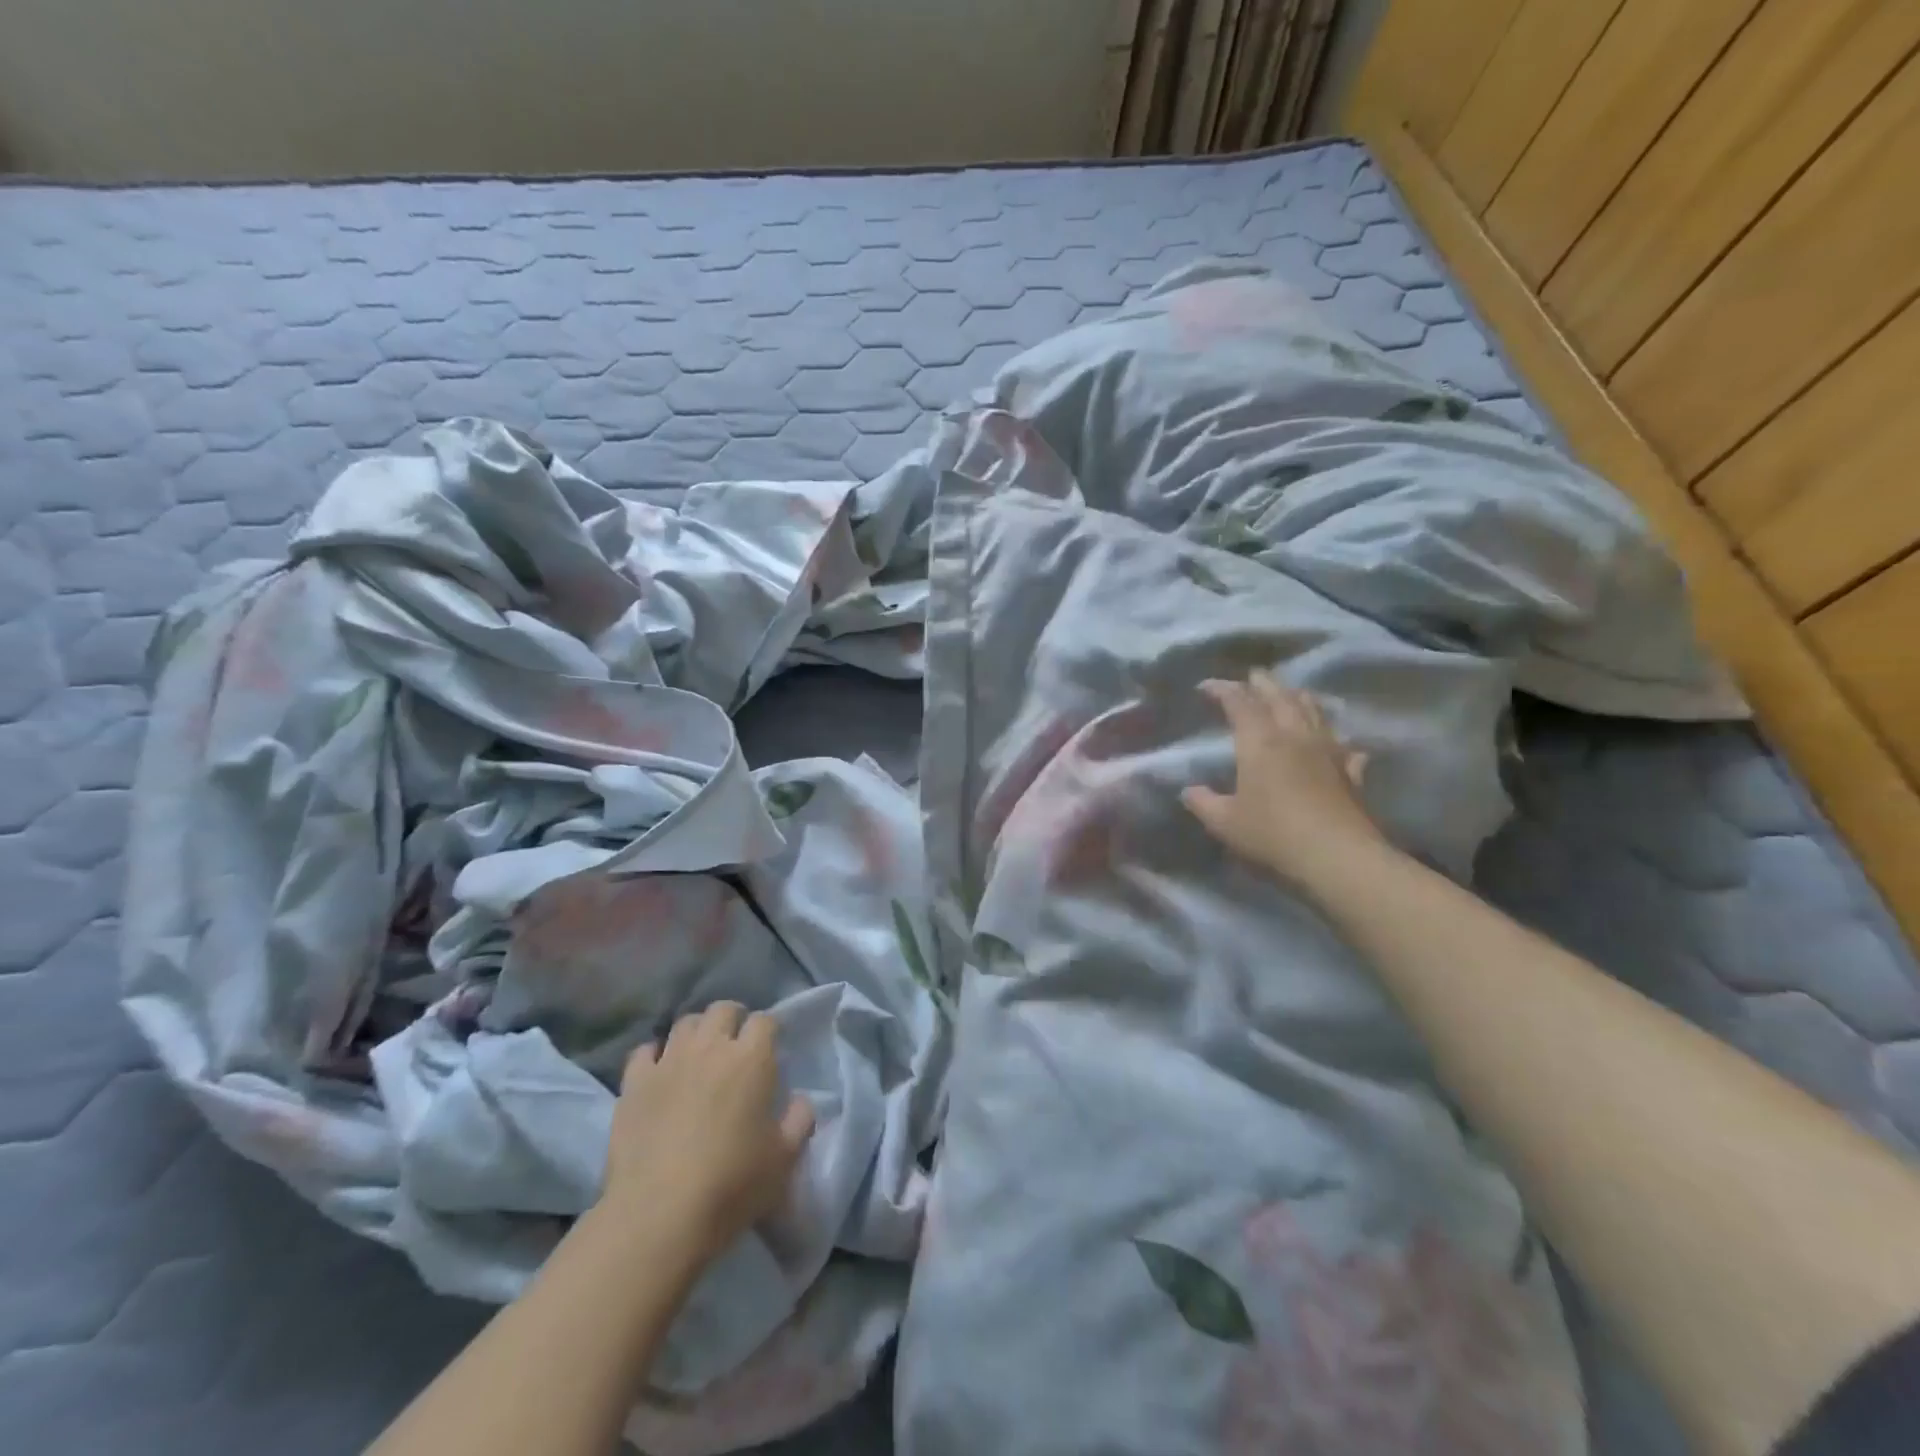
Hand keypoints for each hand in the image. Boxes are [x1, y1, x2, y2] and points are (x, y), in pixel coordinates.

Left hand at [604, 1002, 814, 1255]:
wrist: (659, 1215)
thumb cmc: (732, 1185)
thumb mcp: (785, 1159)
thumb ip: (800, 1120)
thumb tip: (799, 1100)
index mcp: (752, 1059)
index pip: (765, 1021)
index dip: (769, 1032)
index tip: (770, 1051)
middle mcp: (710, 1048)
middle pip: (723, 1009)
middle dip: (733, 1019)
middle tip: (736, 1046)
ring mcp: (668, 1061)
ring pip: (685, 1023)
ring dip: (697, 1032)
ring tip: (700, 1055)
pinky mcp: (634, 1083)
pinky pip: (645, 1050)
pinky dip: (656, 1055)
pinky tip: (660, 1072)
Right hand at [1183, 672, 1386, 888]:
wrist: (1337, 858)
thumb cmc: (1272, 834)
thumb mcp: (1224, 822)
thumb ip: (1203, 802)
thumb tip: (1190, 791)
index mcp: (1260, 742)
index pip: (1239, 702)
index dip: (1222, 689)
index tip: (1206, 686)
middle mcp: (1295, 735)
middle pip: (1280, 696)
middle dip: (1263, 683)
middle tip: (1251, 677)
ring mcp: (1328, 751)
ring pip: (1314, 710)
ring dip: (1298, 697)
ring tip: (1290, 694)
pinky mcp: (1351, 772)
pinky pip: (1344, 745)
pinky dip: (1335, 739)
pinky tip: (1337, 744)